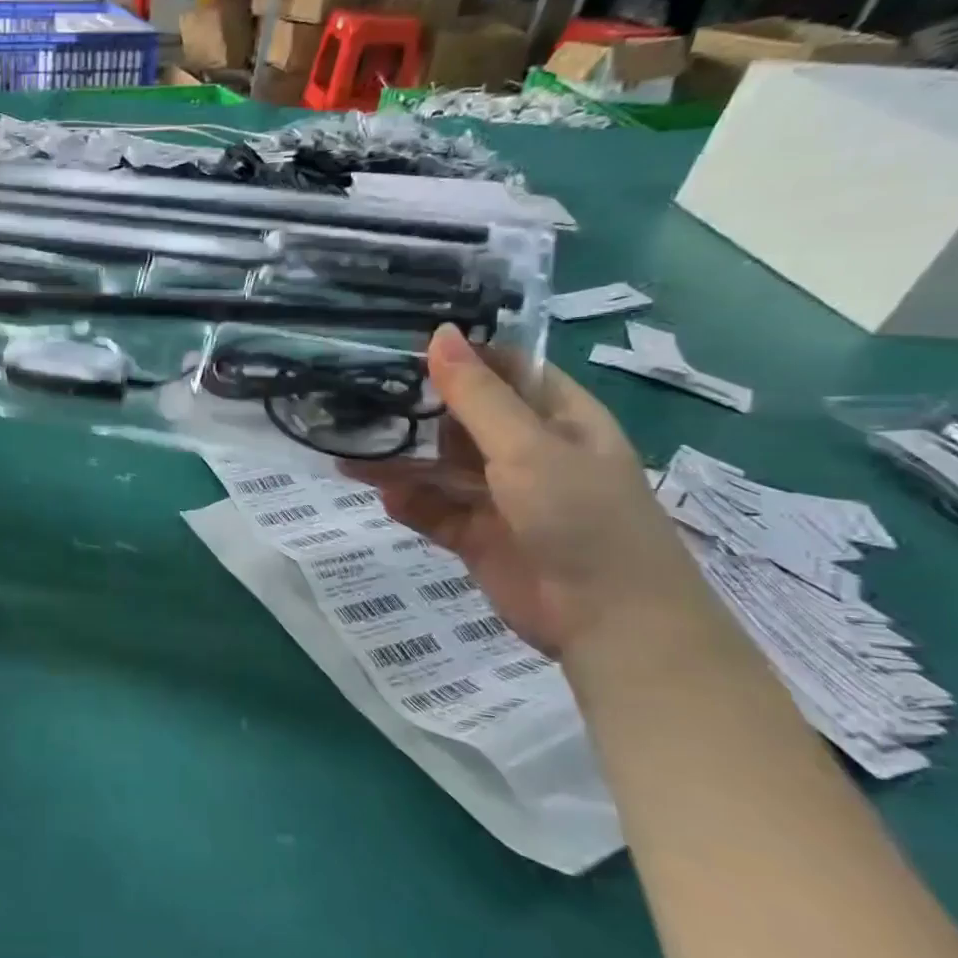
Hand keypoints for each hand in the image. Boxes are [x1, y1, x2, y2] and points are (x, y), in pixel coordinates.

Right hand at [348, 327, 713, 659]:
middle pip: (459, 418)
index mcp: (556, 417)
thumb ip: (477, 396)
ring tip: (348, 452)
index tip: (395, 346)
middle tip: (353, 397)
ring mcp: (499, 495)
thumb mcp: (528, 448)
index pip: (501, 369)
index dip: (455, 355)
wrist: (609, 623)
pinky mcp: (476, 535)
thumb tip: (439, 334)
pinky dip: (408, 502)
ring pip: (438, 466)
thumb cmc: (582, 517)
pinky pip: (433, 509)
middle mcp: (526, 450)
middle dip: (412, 410)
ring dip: (399, 460)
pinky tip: (382, 496)